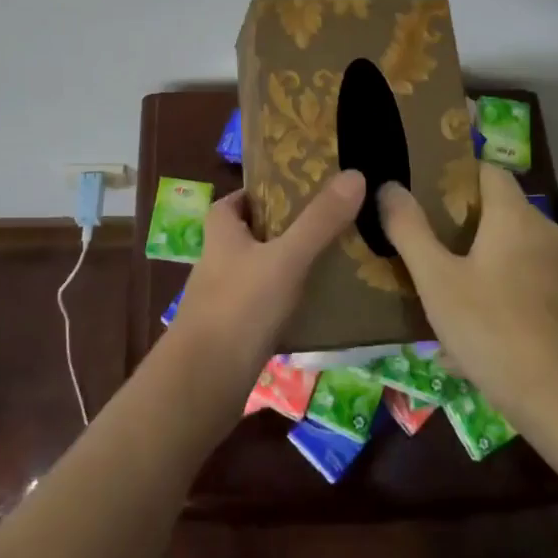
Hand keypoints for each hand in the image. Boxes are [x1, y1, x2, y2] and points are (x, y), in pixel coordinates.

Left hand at [168, 170, 366, 398]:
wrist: (203, 383)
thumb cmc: (240, 307)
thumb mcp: (286, 257)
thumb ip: (319, 220)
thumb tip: (355, 174)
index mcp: (221, 232)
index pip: (237, 199)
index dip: (263, 192)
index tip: (299, 191)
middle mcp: (217, 260)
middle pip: (251, 233)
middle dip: (284, 228)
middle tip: (327, 224)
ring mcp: (223, 298)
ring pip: (259, 270)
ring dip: (288, 266)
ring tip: (331, 262)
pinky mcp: (232, 331)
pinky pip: (264, 306)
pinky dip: (287, 302)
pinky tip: (317, 307)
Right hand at [379, 163, 557, 425]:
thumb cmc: (492, 329)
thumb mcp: (436, 280)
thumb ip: (409, 229)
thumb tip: (389, 186)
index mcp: (516, 217)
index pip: (489, 171)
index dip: (458, 174)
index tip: (427, 190)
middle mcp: (548, 234)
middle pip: (503, 211)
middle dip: (467, 222)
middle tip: (430, 240)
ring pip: (518, 251)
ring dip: (487, 260)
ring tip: (451, 286)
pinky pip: (532, 285)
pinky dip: (508, 292)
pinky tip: (483, 327)